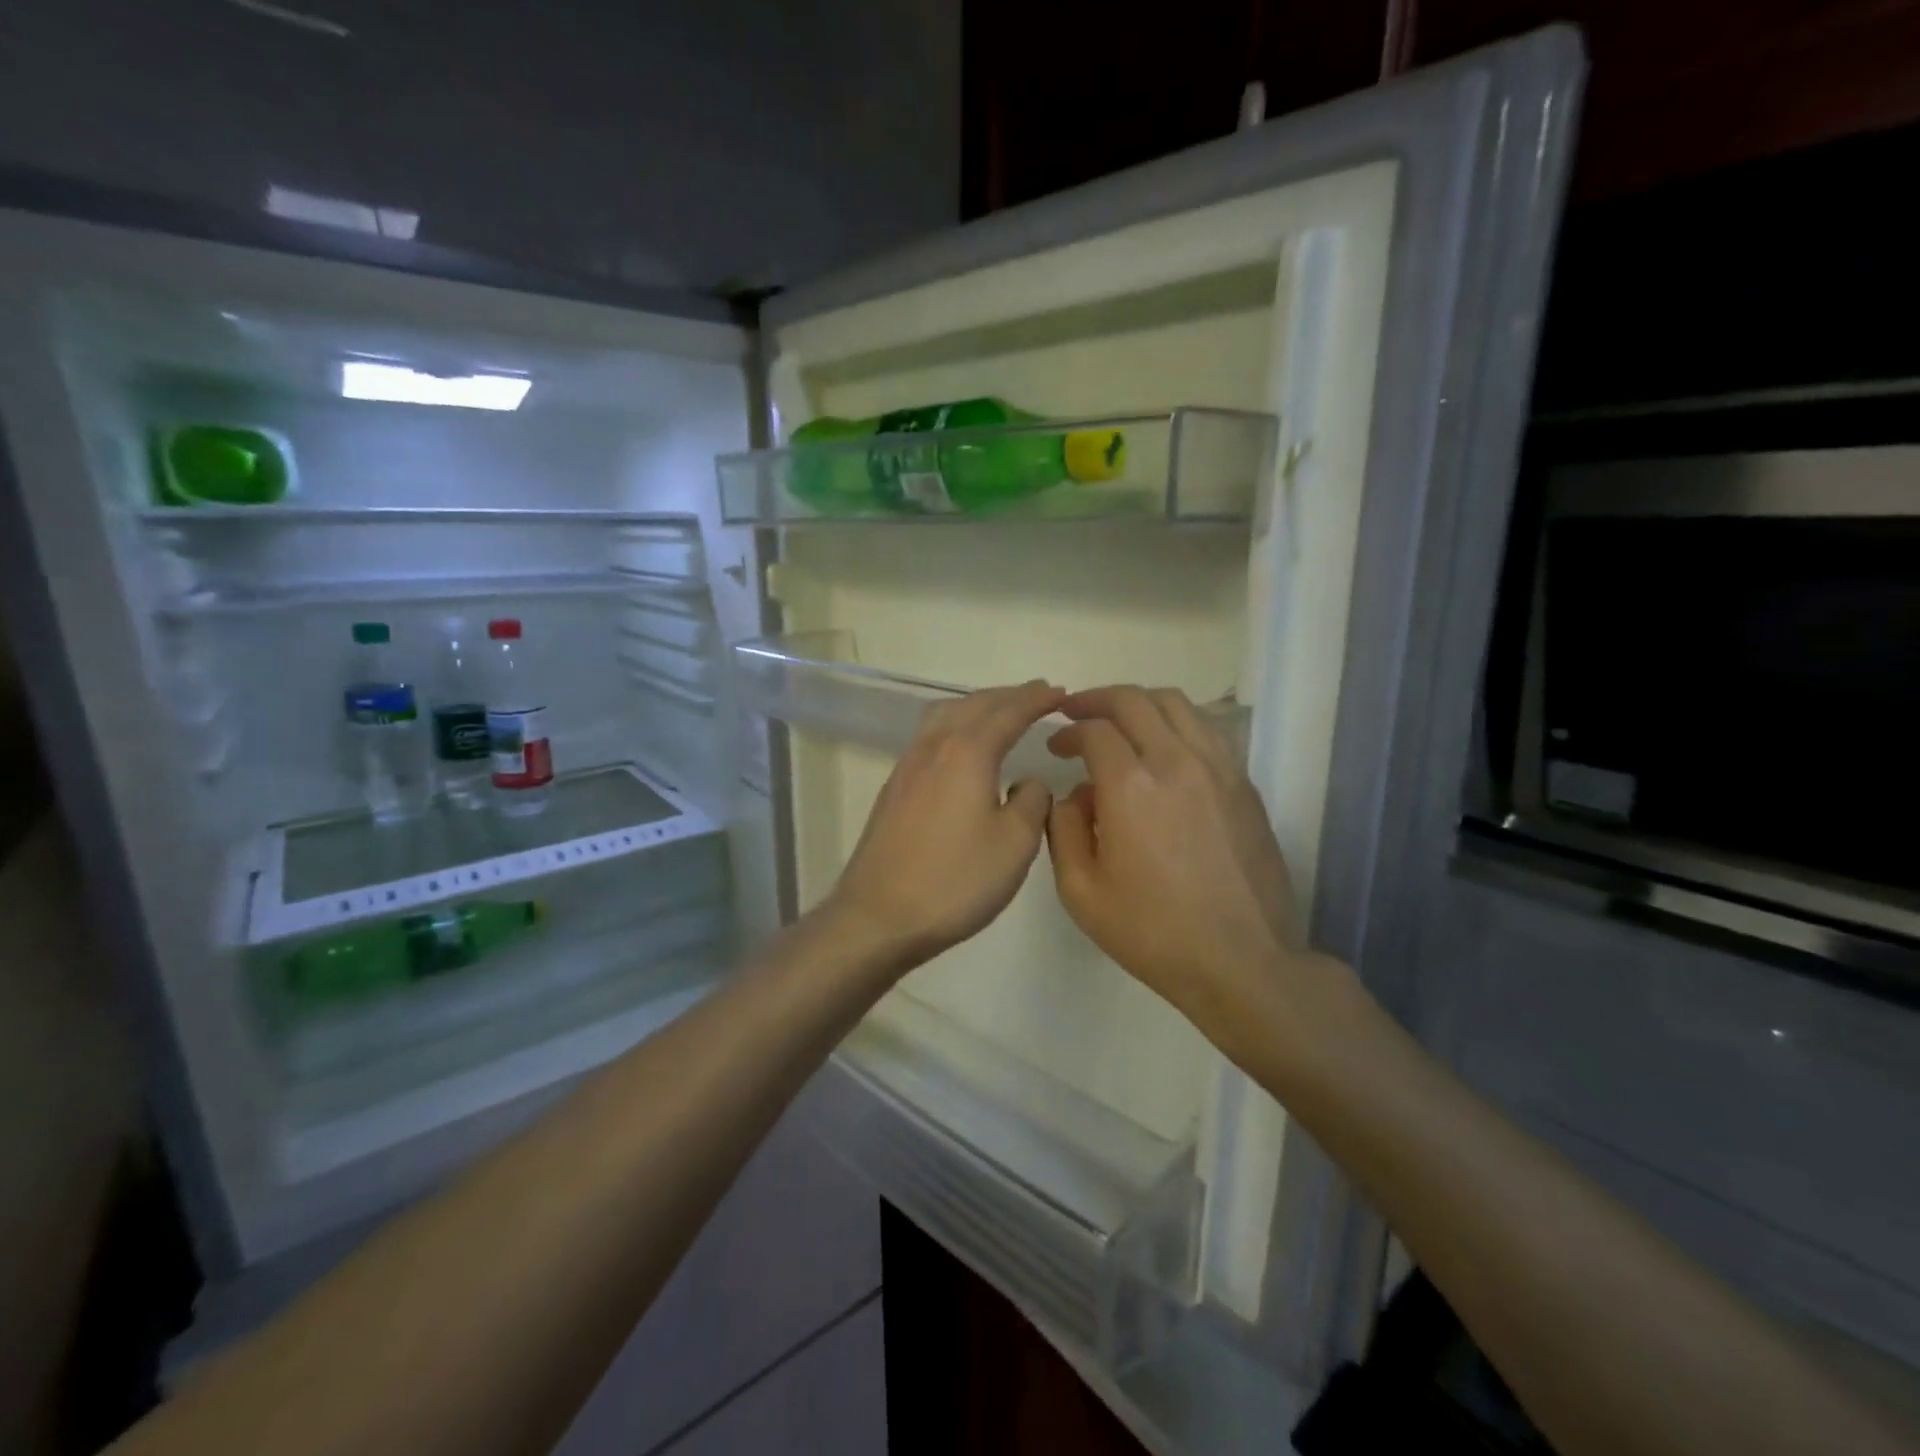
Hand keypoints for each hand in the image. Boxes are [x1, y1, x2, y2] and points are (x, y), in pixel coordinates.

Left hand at [823, 680, 1064, 972]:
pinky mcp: (893, 789)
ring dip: (977, 705)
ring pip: (945, 715)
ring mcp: (907, 766)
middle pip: (973, 704)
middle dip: (1008, 696)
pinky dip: (955, 725)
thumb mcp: (1014, 844)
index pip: (1008, 712)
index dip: (1037, 699)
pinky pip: (930, 736)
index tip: (1060, 692)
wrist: (878, 916)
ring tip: (1001, 712)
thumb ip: (1032, 802)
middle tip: (1037, 694)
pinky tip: (962, 747)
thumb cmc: (954, 881)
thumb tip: (1028, 782)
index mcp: (967, 752)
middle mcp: (934, 747)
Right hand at [1045, 686, 1333, 1047]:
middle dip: (1096, 699)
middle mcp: (1176, 761)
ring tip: (1119, 720)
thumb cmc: (1152, 932)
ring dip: (1139, 703)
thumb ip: (1062, 830)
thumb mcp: (1081, 891)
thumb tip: (1073, 795)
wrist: (1241, 961)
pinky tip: (1164, 746)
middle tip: (1075, 712)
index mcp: (1130, 786)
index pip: (1093, 730)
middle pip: (1134, 700)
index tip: (1055, 746)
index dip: (1067, 731)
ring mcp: (1218, 768)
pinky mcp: (1244, 783)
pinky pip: (1207, 729)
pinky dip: (1176, 722)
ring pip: (1176, 704)